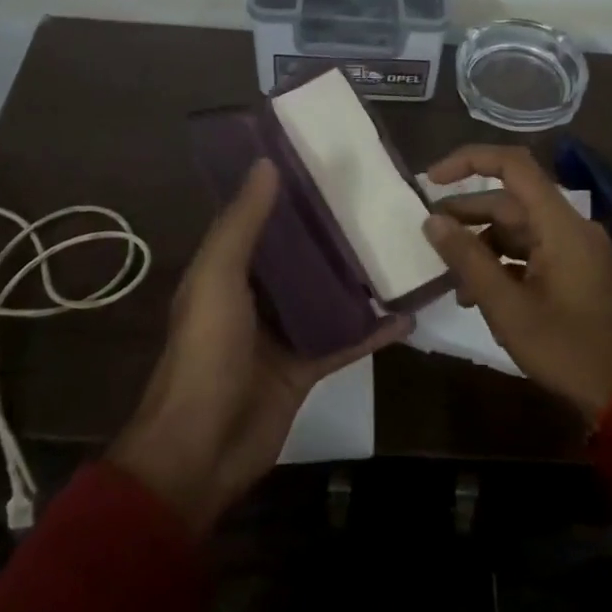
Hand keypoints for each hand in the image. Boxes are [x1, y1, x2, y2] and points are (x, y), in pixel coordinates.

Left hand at [109, 158, 411, 533]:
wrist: (202, 449)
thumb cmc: (206, 353)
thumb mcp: (217, 279)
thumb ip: (242, 225)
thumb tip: (267, 163)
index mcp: (228, 270)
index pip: (261, 220)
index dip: (288, 193)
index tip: (327, 163)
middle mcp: (256, 296)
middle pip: (300, 256)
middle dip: (332, 231)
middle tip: (378, 199)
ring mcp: (284, 333)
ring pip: (327, 295)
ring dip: (357, 277)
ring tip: (400, 245)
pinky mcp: (307, 367)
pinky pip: (346, 341)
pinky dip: (374, 330)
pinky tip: (409, 313)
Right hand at [422, 145, 611, 421]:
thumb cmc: (568, 348)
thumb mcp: (507, 307)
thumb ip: (468, 259)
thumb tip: (433, 221)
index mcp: (559, 224)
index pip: (513, 165)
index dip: (469, 161)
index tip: (431, 180)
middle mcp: (569, 227)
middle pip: (511, 202)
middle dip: (467, 214)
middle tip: (428, 235)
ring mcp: (576, 250)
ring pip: (519, 230)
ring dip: (482, 247)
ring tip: (452, 281)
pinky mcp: (577, 272)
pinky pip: (533, 253)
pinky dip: (504, 265)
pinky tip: (479, 297)